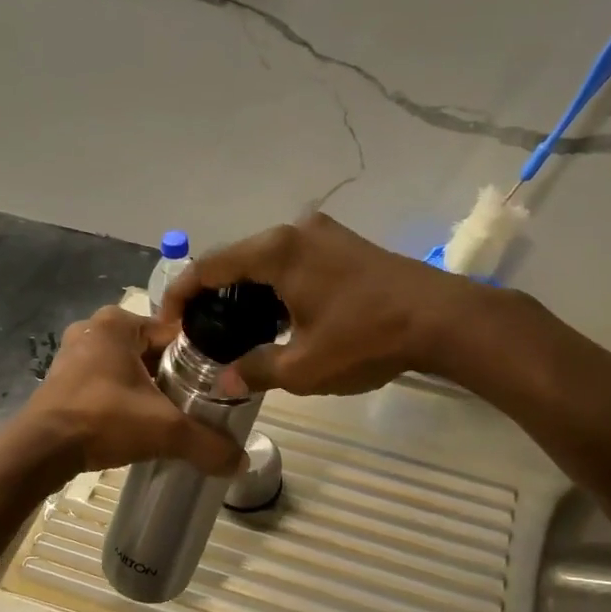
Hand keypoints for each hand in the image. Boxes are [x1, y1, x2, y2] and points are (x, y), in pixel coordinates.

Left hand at [20, 306, 245, 474]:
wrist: (40, 451)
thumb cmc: (104, 420)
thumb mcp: (165, 430)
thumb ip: (207, 443)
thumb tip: (242, 462)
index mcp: (118, 322)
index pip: (174, 334)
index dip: (197, 361)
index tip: (212, 388)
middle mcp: (93, 329)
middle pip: (150, 352)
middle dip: (170, 377)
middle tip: (192, 406)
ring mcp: (72, 354)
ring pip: (126, 368)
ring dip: (145, 390)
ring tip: (165, 418)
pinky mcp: (60, 380)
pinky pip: (104, 383)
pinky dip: (120, 399)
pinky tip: (132, 423)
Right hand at [161, 214, 485, 394]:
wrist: (443, 319)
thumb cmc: (366, 339)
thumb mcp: (304, 367)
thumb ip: (256, 369)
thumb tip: (225, 381)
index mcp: (275, 251)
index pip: (209, 266)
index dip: (181, 294)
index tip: (168, 323)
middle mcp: (295, 230)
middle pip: (238, 260)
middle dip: (216, 296)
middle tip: (204, 334)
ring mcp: (325, 234)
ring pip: (269, 261)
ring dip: (250, 293)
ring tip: (239, 332)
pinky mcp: (347, 245)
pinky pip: (296, 262)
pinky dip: (278, 287)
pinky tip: (281, 318)